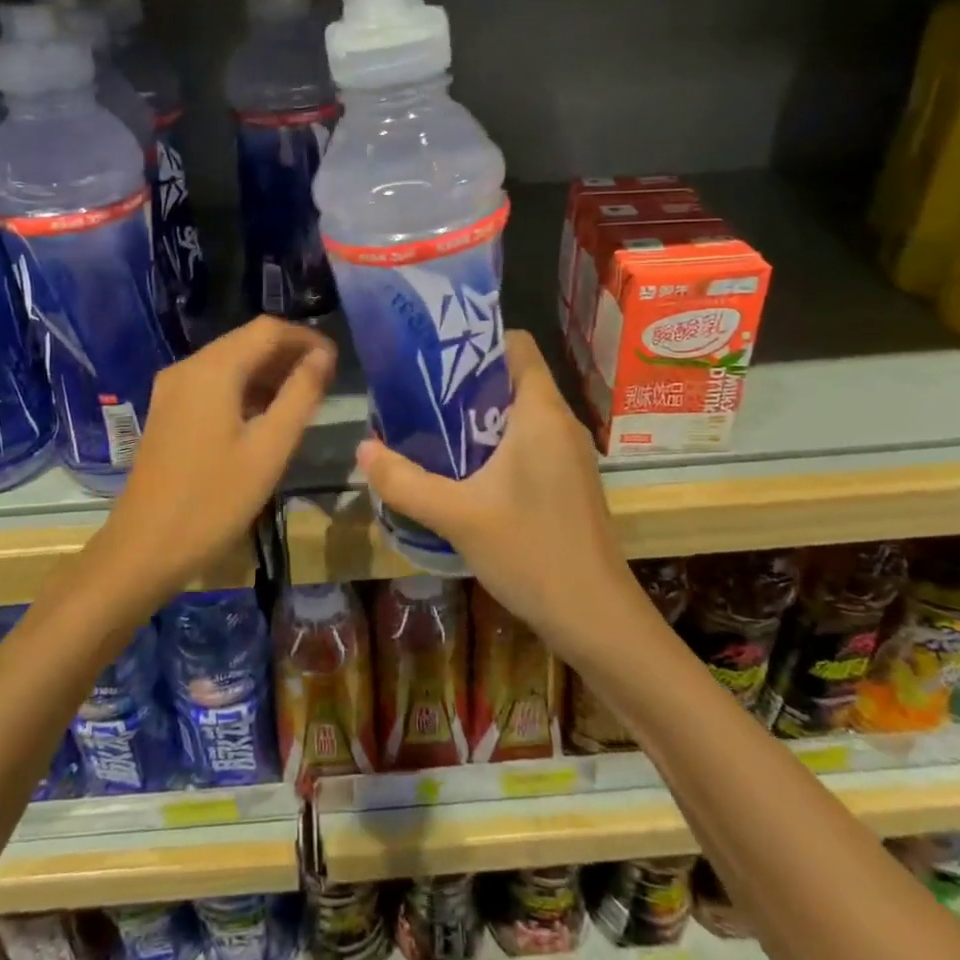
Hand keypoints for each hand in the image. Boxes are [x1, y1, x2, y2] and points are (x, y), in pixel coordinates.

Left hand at [94, 317, 336, 606]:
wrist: (143, 548)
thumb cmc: (214, 501)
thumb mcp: (269, 449)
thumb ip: (300, 395)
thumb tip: (323, 356)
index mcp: (213, 370)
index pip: (268, 329)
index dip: (306, 338)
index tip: (336, 362)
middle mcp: (188, 367)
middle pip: (246, 340)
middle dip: (288, 353)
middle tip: (325, 380)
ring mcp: (172, 389)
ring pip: (229, 361)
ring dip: (267, 371)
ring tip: (302, 397)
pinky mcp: (167, 410)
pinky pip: (212, 382)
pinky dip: (244, 388)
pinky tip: (264, 415)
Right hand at [355, 330, 631, 656]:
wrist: (597, 619)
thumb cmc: (532, 553)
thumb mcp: (458, 516)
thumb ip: (405, 481)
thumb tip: (362, 449)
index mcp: (541, 413)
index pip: (517, 345)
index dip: (477, 340)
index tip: (433, 354)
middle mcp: (560, 423)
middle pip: (512, 377)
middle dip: (464, 381)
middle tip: (416, 393)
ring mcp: (568, 454)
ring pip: (518, 413)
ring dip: (476, 417)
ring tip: (429, 428)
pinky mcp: (567, 481)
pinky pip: (527, 442)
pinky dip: (494, 444)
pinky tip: (461, 470)